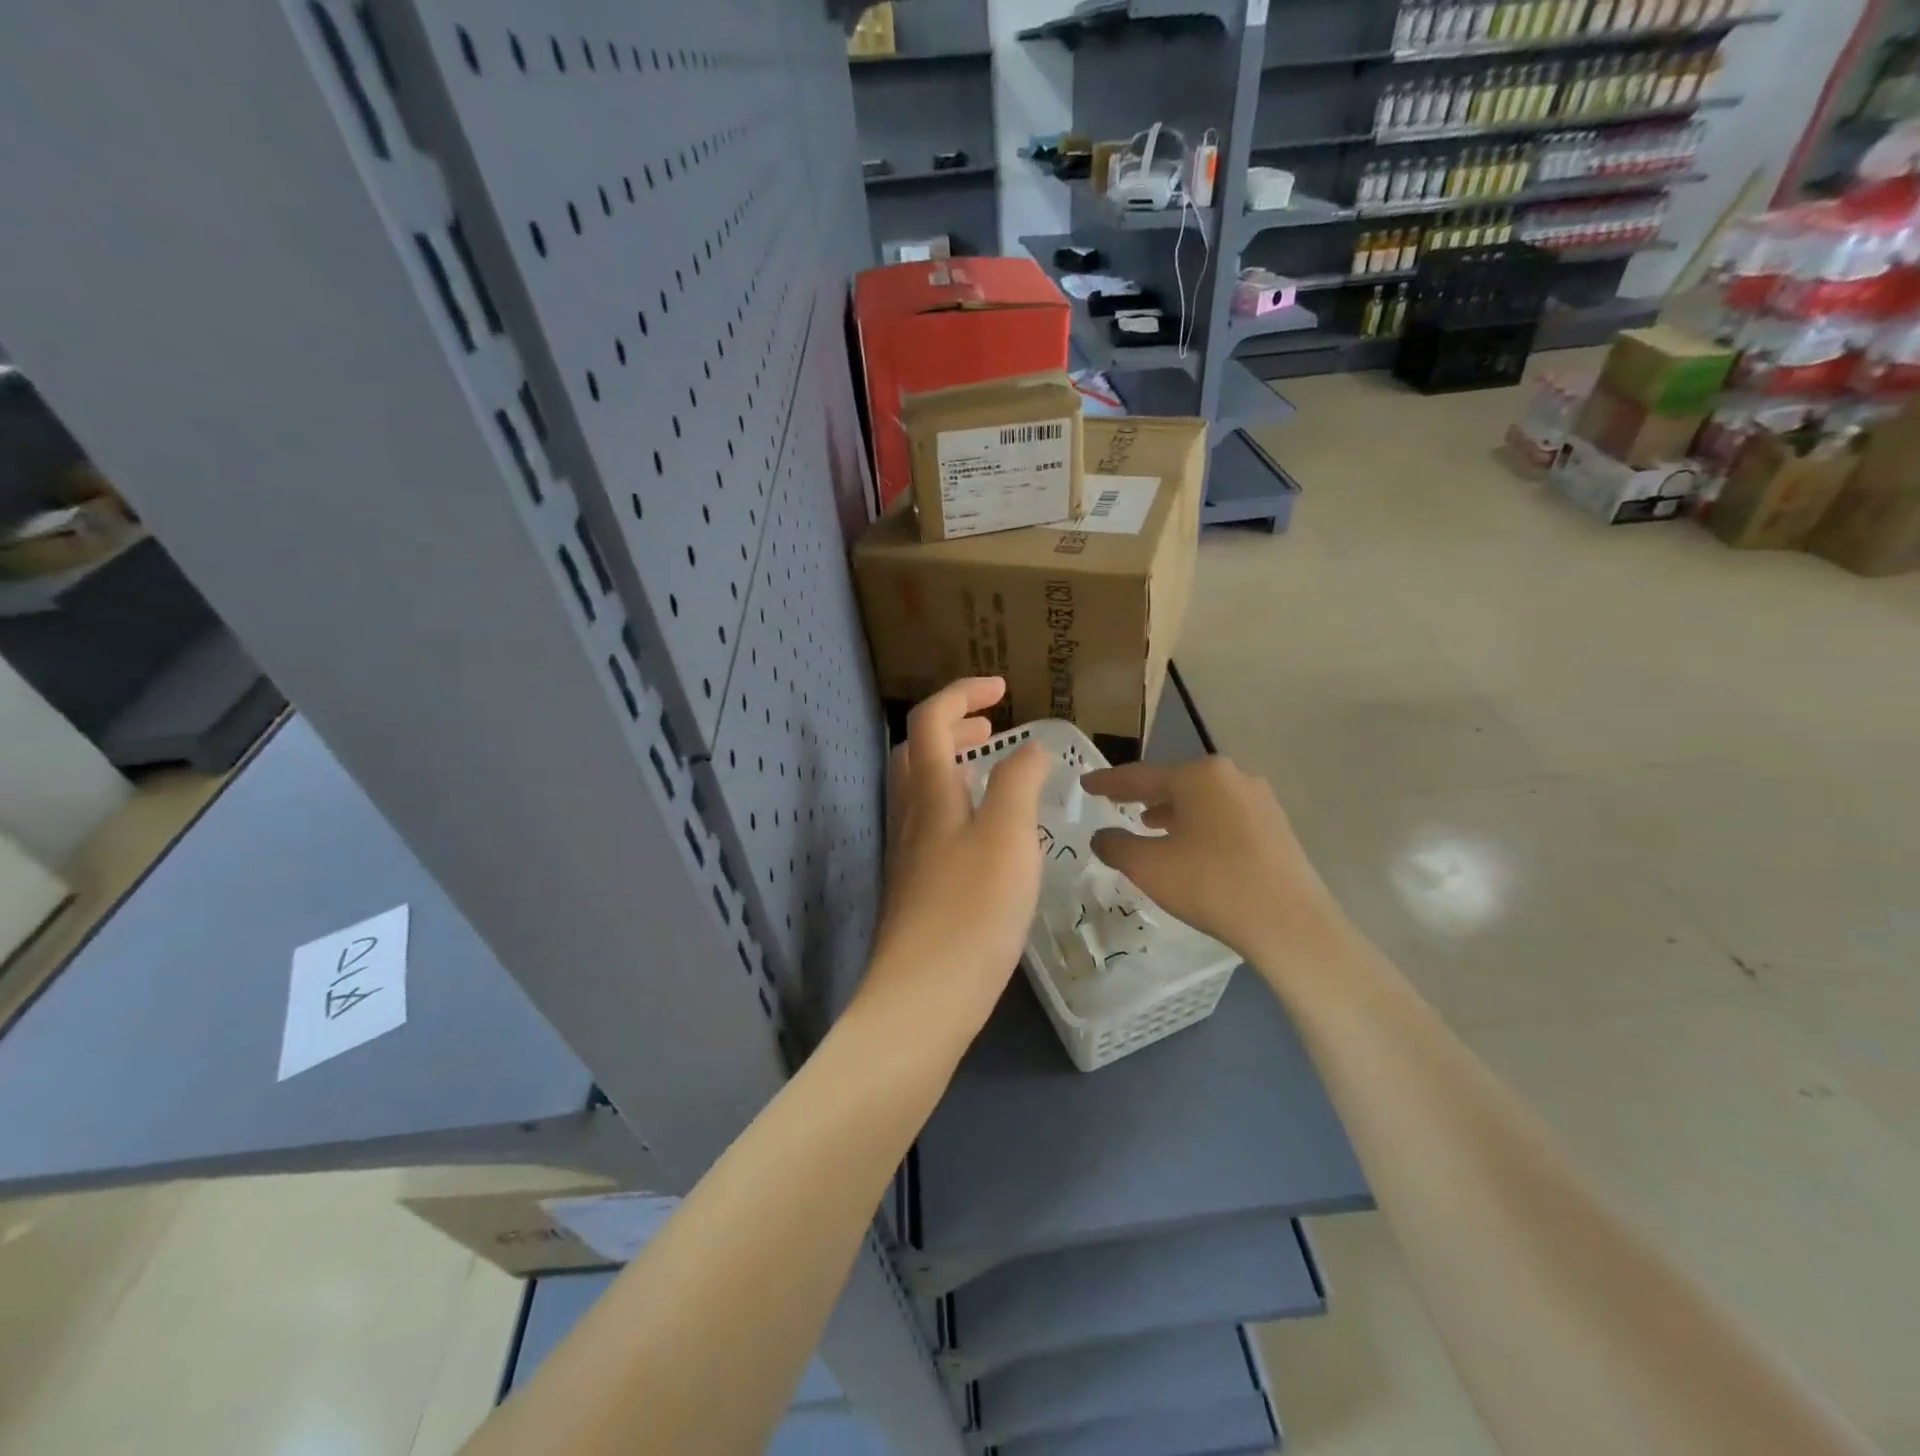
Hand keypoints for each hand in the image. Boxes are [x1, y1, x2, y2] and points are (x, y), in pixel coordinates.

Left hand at [855, 679, 1050, 1054]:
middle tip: (990, 727)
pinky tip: (988, 835)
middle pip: (917, 752)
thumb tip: (1029, 748)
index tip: (1002, 689)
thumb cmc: (972, 909)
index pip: (930, 720)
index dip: (962, 693)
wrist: (925, 995)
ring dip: (952, 766)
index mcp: (929, 794)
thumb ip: (1019, 784)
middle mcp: (911, 816)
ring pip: (922, 791)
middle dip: (952, 727)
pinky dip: (958, 806)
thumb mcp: (1009, 837)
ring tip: (991, 771)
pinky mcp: (917, 888)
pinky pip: (933, 825)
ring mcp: (909, 854)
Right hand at [1081, 756, 1348, 968]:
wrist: (1289, 923)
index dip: (1108, 782)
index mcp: (1199, 775)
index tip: (1085, 784)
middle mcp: (1232, 776)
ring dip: (1172, 811)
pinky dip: (1198, 824)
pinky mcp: (1275, 827)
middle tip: (1115, 801)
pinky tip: (1188, 845)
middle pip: (1175, 782)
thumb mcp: (1148, 866)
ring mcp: (1259, 800)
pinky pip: (1223, 816)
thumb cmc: (1210, 883)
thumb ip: (1116, 845)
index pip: (1140, 776)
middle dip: (1143, 794)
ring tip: (1148, 825)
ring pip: (1202, 799)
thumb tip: (1101, 836)